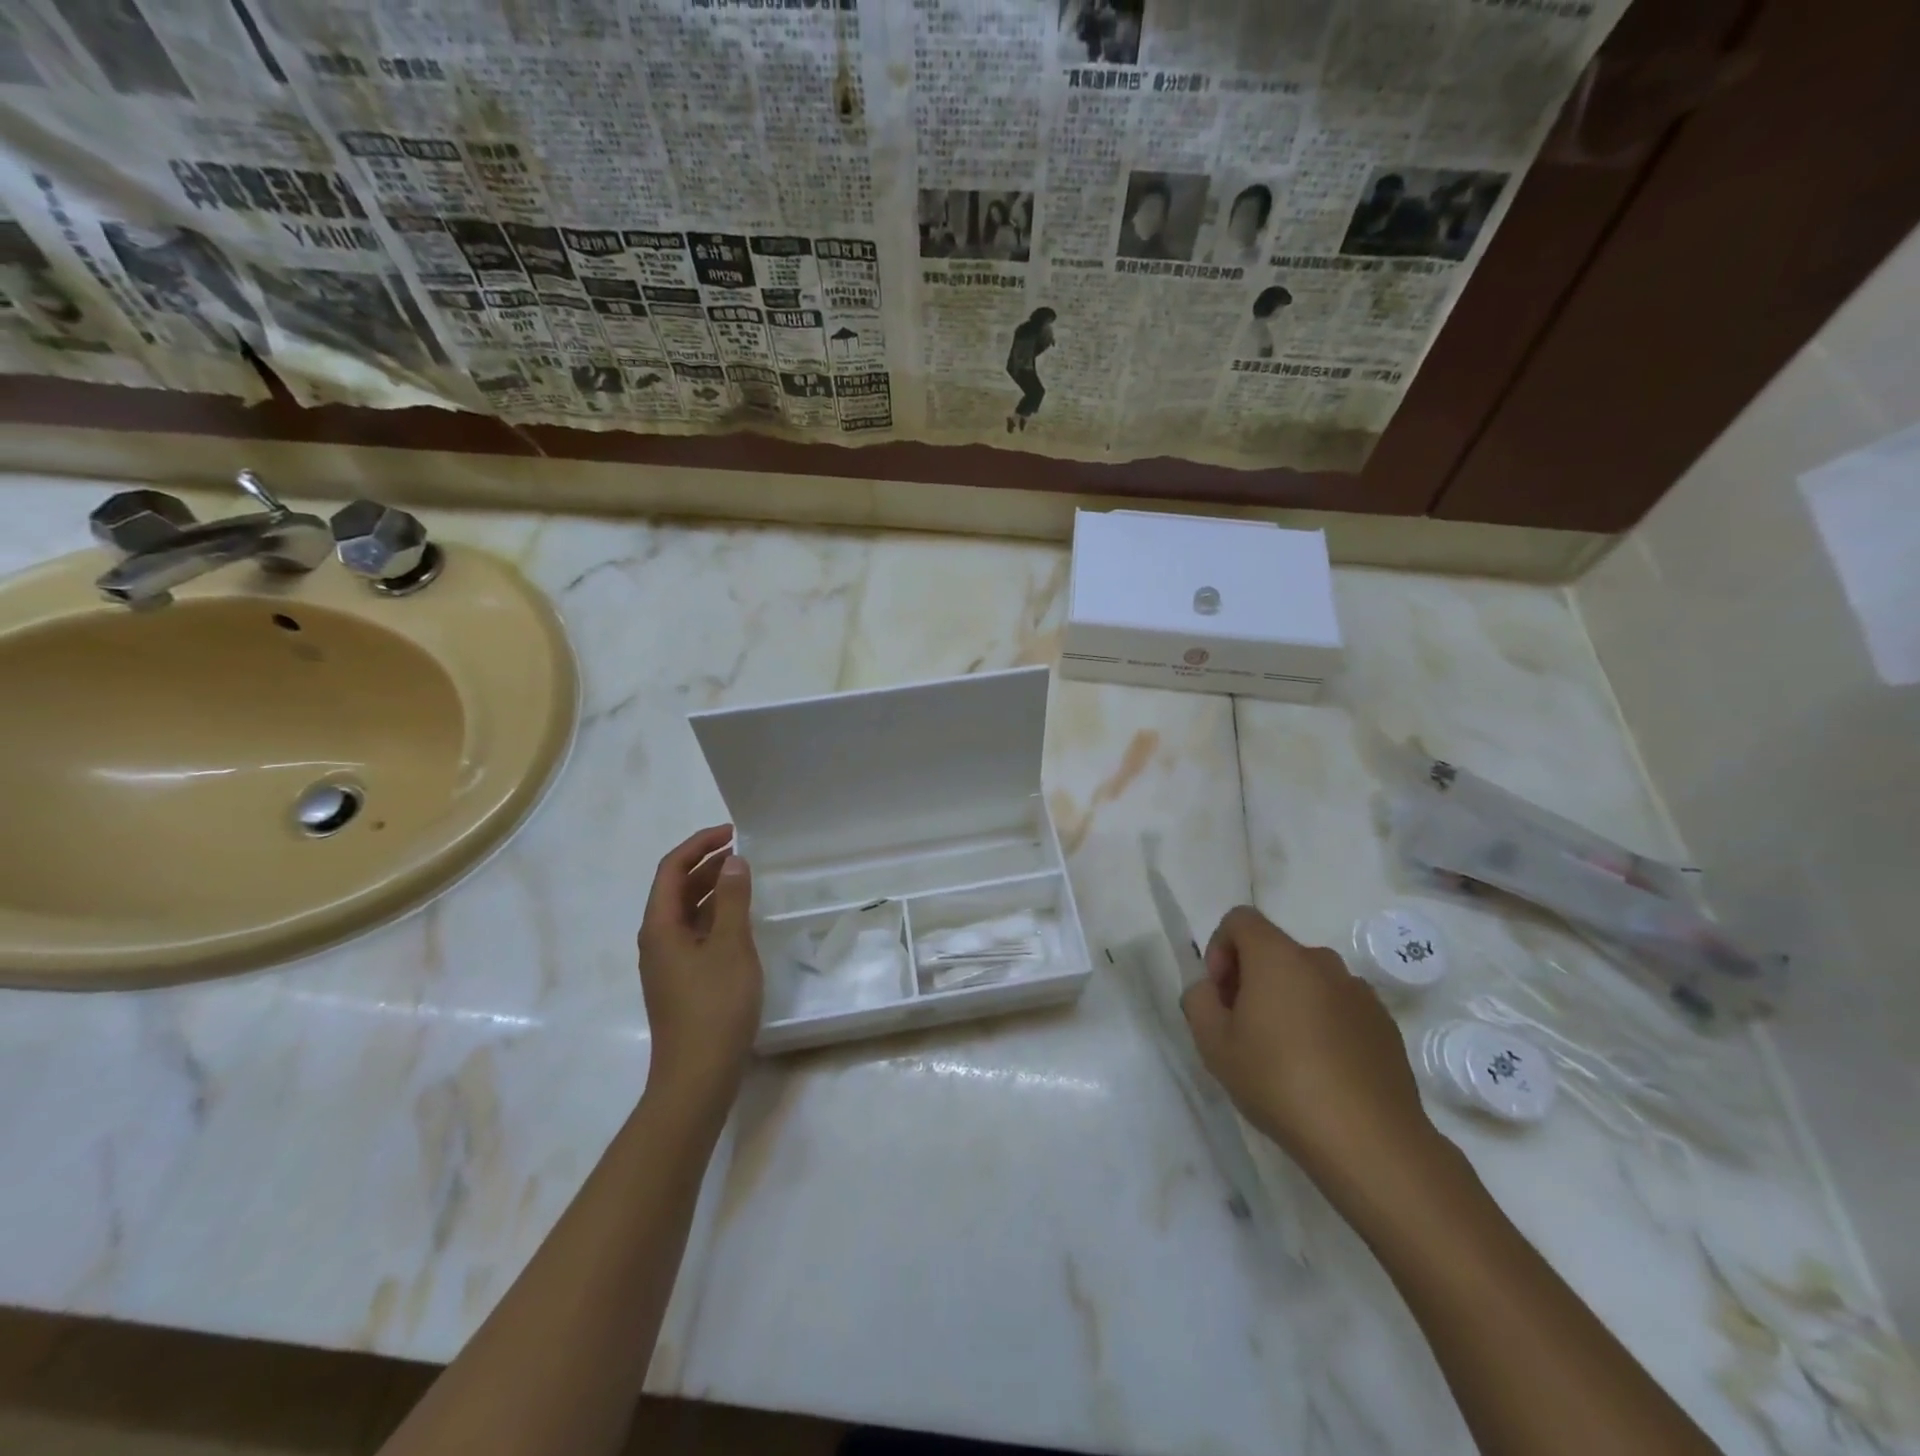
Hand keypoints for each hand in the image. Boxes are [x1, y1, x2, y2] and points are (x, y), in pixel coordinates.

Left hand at [637, 825, 762, 1113]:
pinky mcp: (682, 982)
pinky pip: (696, 935)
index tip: (732, 833)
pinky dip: (716, 917)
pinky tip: (742, 921)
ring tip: (746, 879)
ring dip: (713, 891)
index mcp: (660, 926)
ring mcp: (668, 964)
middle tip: (743, 853)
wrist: (697, 1076)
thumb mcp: (731, 946)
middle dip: (706, 865)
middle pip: (676, 889)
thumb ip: (733, 900)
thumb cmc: (714, 1006)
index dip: (699, 845)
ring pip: (687, 913)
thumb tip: (733, 862)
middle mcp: (657, 940)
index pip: (671, 869)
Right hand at [1182, 906, 1435, 1187]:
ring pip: (1308, 980)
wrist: (1369, 1140)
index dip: (1219, 948)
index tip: (1220, 994)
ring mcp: (1359, 992)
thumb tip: (1210, 989)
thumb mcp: (1213, 1044)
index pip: (1239, 919)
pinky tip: (1321, 1071)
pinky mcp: (1385, 1024)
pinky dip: (1322, 1024)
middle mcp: (1321, 961)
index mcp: (1277, 956)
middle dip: (1251, 978)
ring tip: (1283, 1055)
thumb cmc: (1279, 1082)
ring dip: (1288, 1001)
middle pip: (1274, 950)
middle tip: (1242, 1028)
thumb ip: (1198, 1001)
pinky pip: (1339, 1007)